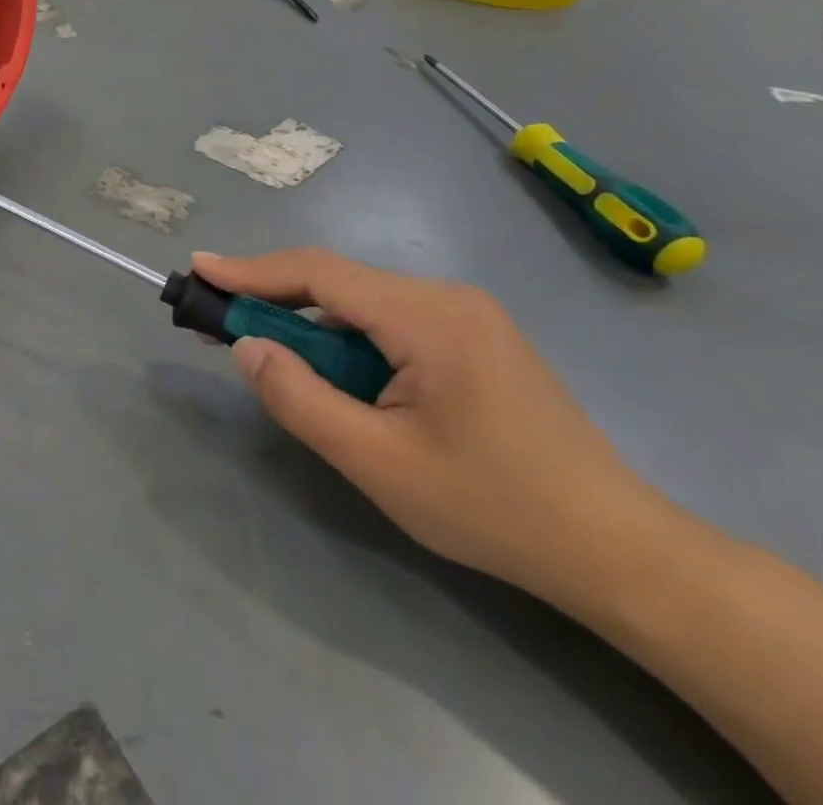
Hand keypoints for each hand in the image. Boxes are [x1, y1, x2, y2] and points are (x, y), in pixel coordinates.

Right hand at [195, 249, 670, 607]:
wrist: (622, 554)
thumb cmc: (496, 509)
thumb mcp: (379, 464)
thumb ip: (300, 399)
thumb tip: (246, 347)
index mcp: (428, 316)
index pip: (319, 274)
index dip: (251, 269)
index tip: (200, 267)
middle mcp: (446, 297)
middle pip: (338, 284)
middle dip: (273, 299)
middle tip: (217, 319)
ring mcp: (465, 316)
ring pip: (362, 304)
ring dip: (311, 326)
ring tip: (271, 357)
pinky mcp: (474, 338)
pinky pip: (389, 323)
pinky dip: (346, 341)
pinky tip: (337, 378)